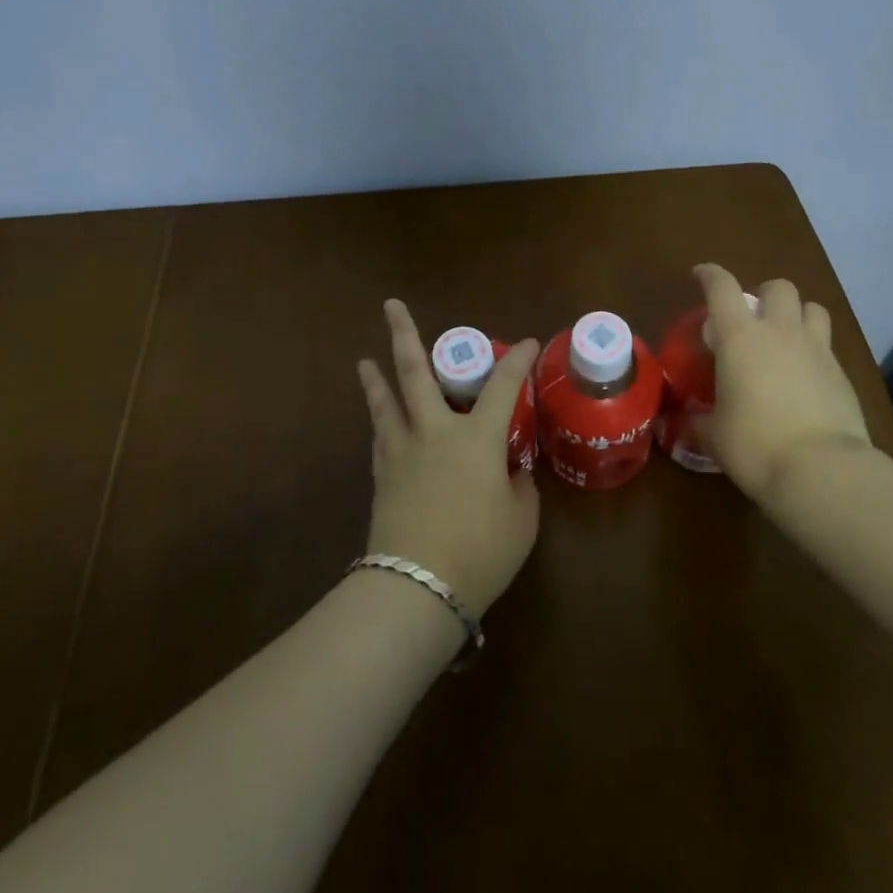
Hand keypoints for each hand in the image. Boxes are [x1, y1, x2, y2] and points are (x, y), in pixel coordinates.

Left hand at [356, 300, 541, 614]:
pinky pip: (381, 435)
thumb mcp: (521, 520)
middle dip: (404, 335)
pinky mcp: (382, 474)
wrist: (416, 587)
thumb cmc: (480, 552)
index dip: (517, 361)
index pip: (503, 387)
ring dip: (376, 377)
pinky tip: (379, 418)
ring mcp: (403, 450)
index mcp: (477, 438)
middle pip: (415, 373)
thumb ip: (519, 486)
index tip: (527, 343)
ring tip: (365, 360)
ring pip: (386, 401)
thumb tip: (511, 471)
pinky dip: (380, 419)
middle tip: (390, 305)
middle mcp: (435, 431)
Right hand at [692, 264, 871, 501]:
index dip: (710, 275)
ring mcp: (817, 350)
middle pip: (778, 287)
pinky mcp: (842, 374)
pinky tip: (805, 377)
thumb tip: (689, 421)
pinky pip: (828, 346)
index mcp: (739, 337)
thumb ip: (699, 421)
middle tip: (752, 318)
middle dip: (764, 294)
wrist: (821, 469)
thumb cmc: (754, 444)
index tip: (700, 274)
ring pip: (813, 308)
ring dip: (797, 314)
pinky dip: (814, 351)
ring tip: (786, 338)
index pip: (722, 288)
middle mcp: (780, 332)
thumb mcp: (714, 435)